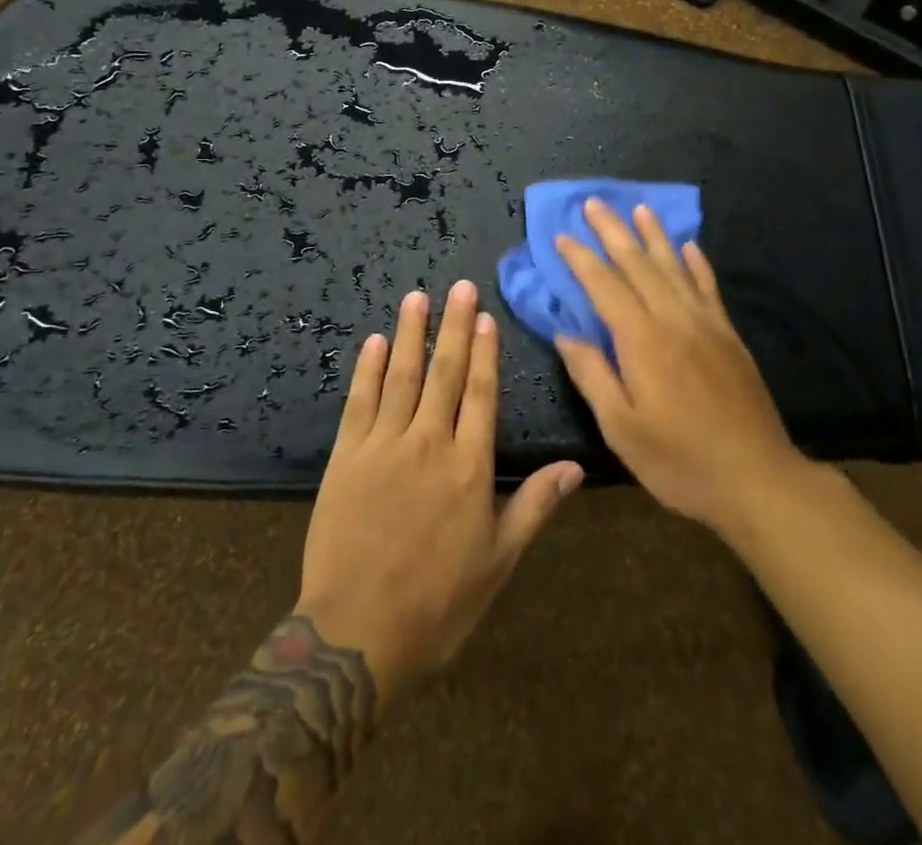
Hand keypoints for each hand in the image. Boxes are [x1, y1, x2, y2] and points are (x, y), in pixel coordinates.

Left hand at [296, 281, 583, 706]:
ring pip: (401, 376)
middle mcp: (428, 443)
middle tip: (459, 287)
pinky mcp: (345, 457)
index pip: (480, 394)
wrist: (355, 634)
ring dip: (411, 333)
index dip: (483, 352)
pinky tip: (375, 341)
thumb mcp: (498, 561)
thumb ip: (535, 506)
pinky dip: (368, 369)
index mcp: (469, 467)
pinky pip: (359, 402)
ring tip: (418, 296)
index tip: (485, 317)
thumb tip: (576, 466)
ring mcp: (383, 446)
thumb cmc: (437, 603)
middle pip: (443, 373)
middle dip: (453, 326)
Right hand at [554, 200, 805, 535]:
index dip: (582, 259)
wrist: (758, 479)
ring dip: (654, 235)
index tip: (562, 236)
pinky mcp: (729, 336)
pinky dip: (696, 263)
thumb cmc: (680, 460)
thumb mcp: (622, 429)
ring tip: (638, 208)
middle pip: (639, 264)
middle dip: (613, 231)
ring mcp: (706, 324)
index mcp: (643, 341)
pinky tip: (690, 246)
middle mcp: (675, 320)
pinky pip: (709, 287)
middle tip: (594, 202)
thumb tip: (565, 334)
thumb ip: (592, 375)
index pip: (605, 286)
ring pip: (675, 267)